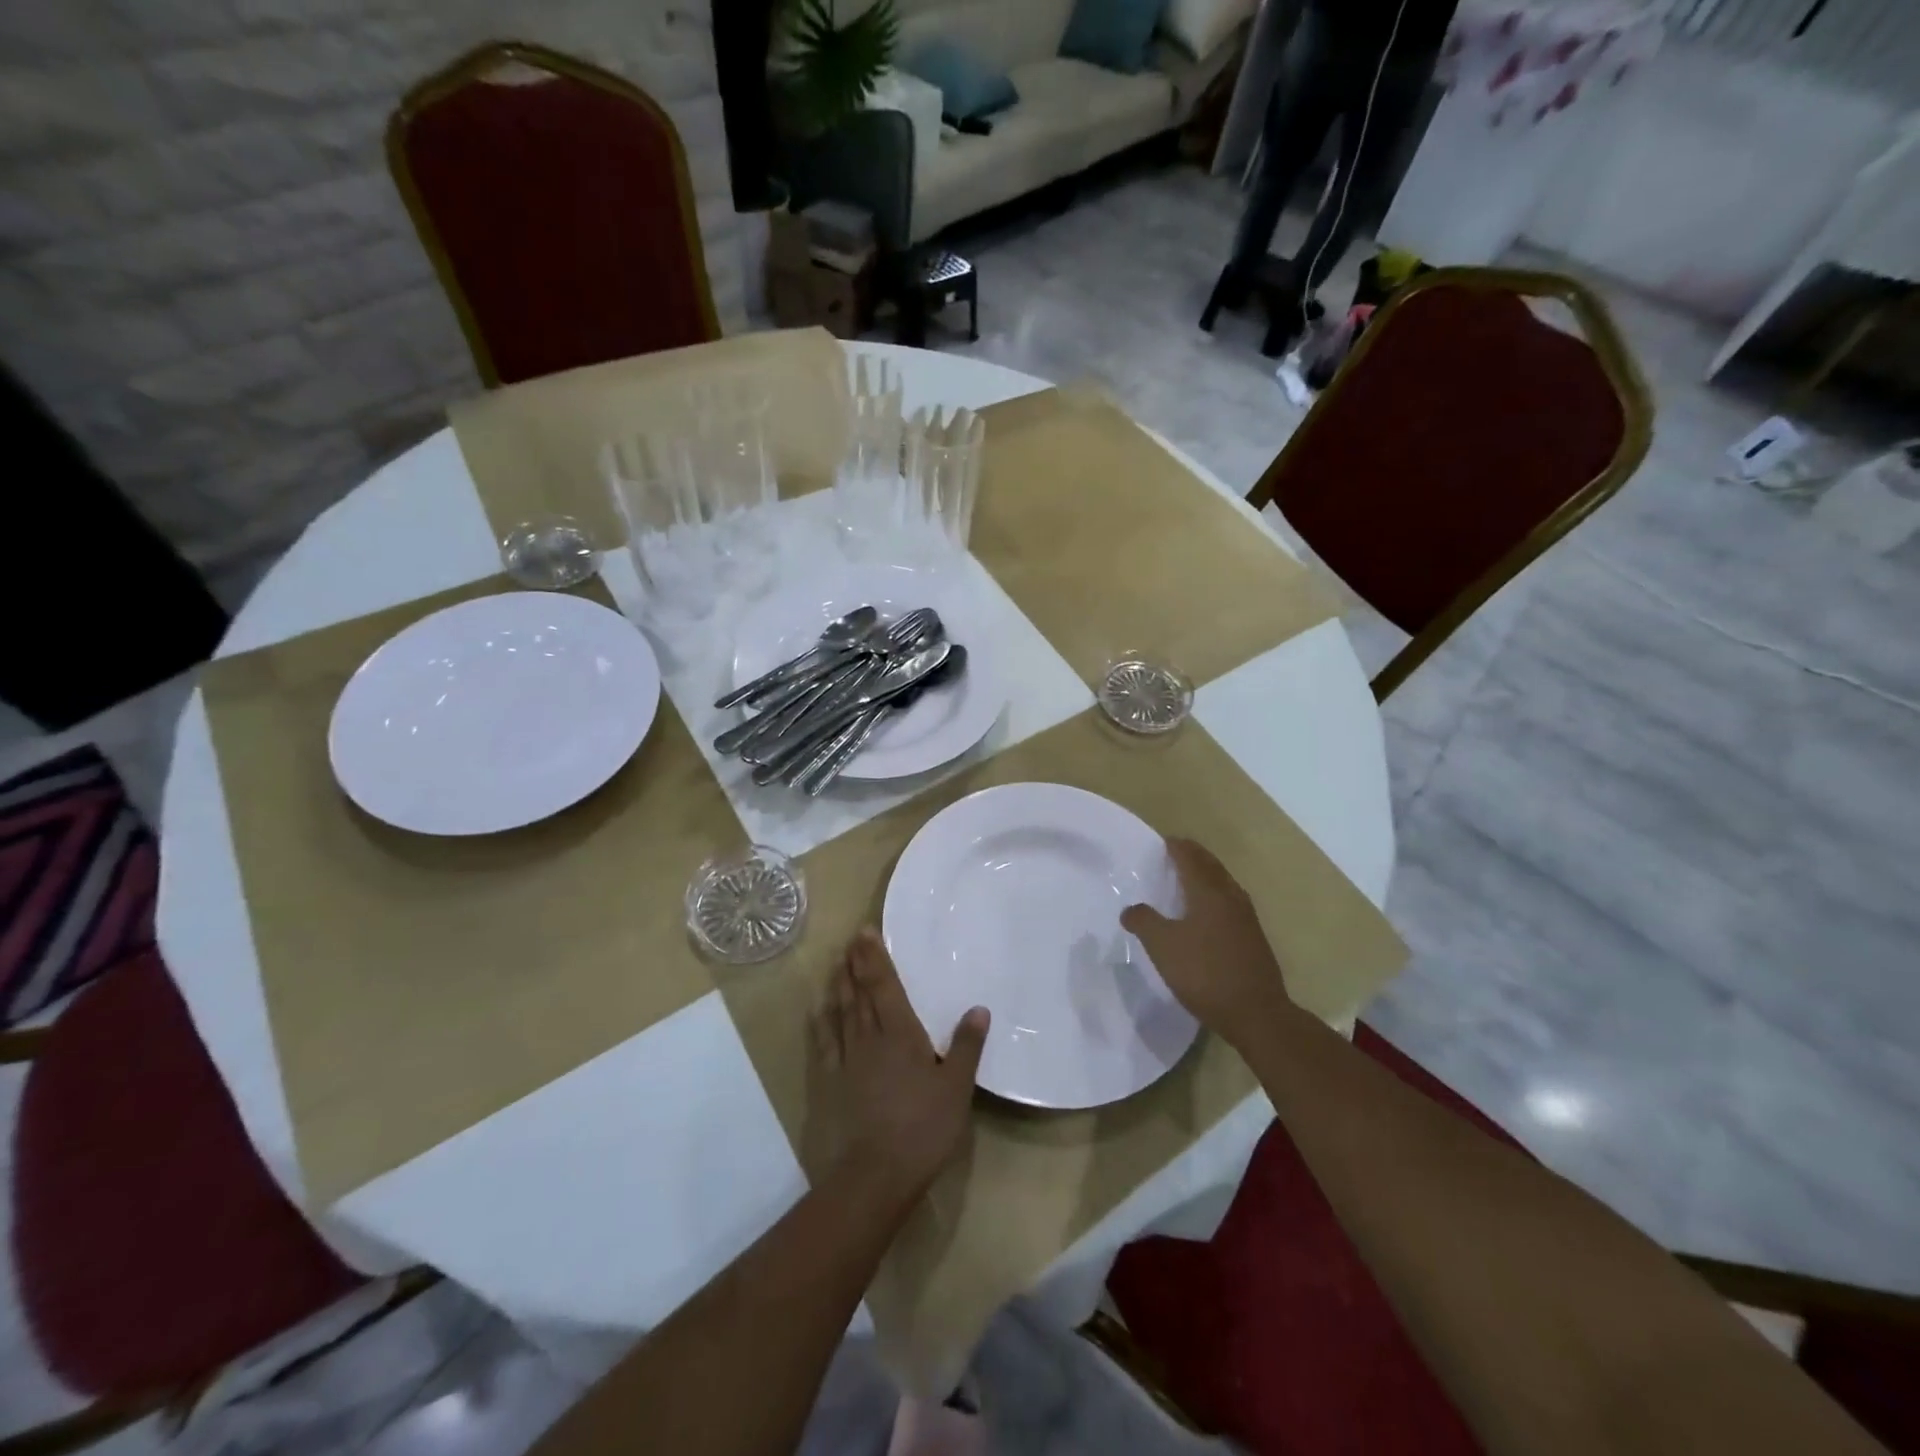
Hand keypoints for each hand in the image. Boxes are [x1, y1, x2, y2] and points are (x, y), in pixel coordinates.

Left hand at [803, 929, 989, 1207]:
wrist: (877, 1174)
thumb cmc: (923, 1128)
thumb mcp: (957, 1088)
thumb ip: (967, 1047)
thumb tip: (978, 1008)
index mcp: (902, 1034)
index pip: (886, 986)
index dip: (876, 959)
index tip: (865, 933)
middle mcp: (871, 1038)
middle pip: (860, 993)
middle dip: (856, 964)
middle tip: (850, 940)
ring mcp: (848, 1060)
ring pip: (841, 1012)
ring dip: (839, 985)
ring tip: (835, 964)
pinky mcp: (832, 1082)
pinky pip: (825, 1043)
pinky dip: (821, 1022)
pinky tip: (818, 1010)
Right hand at [1121, 838, 1293, 1037]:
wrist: (1257, 1013)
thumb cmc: (1205, 973)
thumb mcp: (1163, 947)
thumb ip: (1144, 922)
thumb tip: (1130, 909)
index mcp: (1209, 892)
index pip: (1191, 857)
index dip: (1176, 847)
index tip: (1163, 841)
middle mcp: (1231, 897)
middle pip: (1211, 867)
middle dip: (1193, 857)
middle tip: (1174, 854)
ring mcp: (1247, 918)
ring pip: (1224, 884)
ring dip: (1206, 876)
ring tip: (1188, 880)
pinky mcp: (1253, 938)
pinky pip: (1230, 904)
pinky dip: (1215, 897)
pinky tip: (1206, 914)